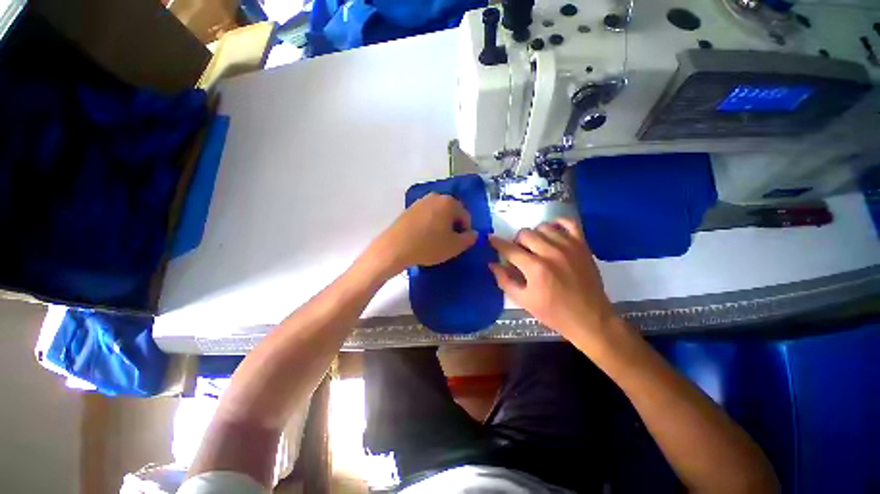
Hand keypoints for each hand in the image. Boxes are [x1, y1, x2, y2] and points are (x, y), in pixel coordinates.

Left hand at [368, 193, 477, 275]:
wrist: (395, 247)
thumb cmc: (429, 245)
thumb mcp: (455, 246)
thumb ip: (469, 239)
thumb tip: (473, 233)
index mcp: (449, 202)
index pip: (465, 216)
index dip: (466, 231)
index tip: (460, 244)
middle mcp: (435, 197)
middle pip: (452, 212)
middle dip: (453, 226)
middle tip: (449, 242)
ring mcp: (421, 201)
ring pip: (439, 214)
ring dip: (441, 225)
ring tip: (436, 241)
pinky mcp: (409, 209)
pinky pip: (426, 216)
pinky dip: (429, 224)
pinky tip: (424, 237)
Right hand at [488, 218, 619, 346]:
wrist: (590, 318)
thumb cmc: (553, 312)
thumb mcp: (524, 300)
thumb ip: (505, 280)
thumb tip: (492, 264)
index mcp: (535, 268)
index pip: (510, 249)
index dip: (497, 243)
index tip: (490, 239)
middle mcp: (551, 252)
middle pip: (525, 234)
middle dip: (516, 241)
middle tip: (519, 252)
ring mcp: (569, 247)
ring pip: (543, 227)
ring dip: (534, 234)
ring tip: (535, 245)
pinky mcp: (582, 245)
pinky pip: (569, 223)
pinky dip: (558, 223)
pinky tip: (552, 230)